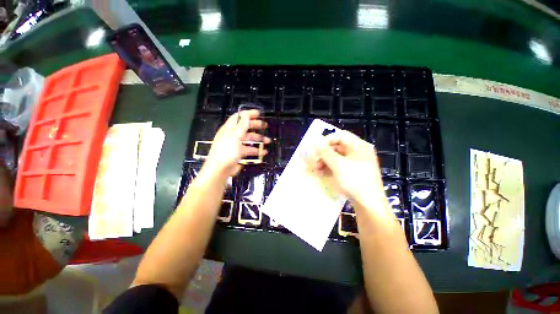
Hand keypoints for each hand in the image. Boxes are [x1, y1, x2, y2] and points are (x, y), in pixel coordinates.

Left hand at [203, 110, 269, 177]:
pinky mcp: (238, 153)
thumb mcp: (235, 136)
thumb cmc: (227, 151)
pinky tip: (263, 152)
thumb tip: (247, 114)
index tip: (259, 113)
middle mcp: (232, 135)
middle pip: (245, 127)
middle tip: (265, 126)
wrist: (220, 170)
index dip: (248, 114)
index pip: (239, 117)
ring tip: (268, 141)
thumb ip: (242, 125)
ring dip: (258, 139)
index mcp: (230, 128)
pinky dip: (256, 150)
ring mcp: (236, 145)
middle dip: (256, 125)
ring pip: (249, 139)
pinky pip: (249, 149)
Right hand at [308, 130, 386, 211]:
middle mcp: (359, 152)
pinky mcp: (355, 172)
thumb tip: (315, 140)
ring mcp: (358, 163)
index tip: (316, 147)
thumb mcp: (338, 164)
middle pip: (339, 146)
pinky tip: (322, 172)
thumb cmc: (354, 180)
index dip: (327, 139)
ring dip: (326, 160)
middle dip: (325, 152)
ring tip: (317, 168)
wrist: (369, 204)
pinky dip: (331, 167)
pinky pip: (341, 165)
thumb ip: (325, 151)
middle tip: (314, 159)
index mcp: (359, 146)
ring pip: (338, 157)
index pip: (341, 135)